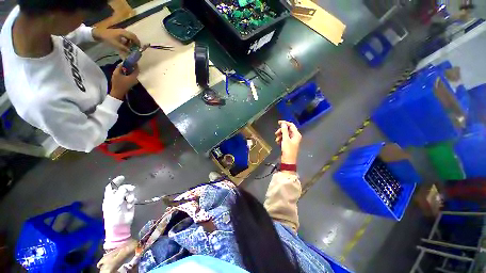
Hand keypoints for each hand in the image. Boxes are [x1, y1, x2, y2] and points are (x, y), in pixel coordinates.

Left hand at [92, 28, 140, 54]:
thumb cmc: (108, 39)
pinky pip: (127, 36)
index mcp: (124, 33)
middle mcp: (124, 31)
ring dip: (132, 41)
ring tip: (131, 47)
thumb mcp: (116, 45)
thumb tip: (131, 52)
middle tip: (137, 48)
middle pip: (133, 36)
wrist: (99, 33)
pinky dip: (128, 40)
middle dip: (136, 42)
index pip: (134, 38)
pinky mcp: (119, 32)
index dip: (137, 43)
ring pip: (130, 36)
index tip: (139, 48)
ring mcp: (121, 31)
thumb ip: (124, 49)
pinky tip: (126, 44)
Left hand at [102, 176, 135, 249]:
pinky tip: (130, 205)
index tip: (122, 177)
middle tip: (131, 189)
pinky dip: (132, 200)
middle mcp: (116, 198)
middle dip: (127, 188)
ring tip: (130, 201)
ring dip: (130, 195)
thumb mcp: (115, 203)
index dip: (115, 182)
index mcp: (110, 198)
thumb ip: (120, 193)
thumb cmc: (114, 215)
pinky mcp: (129, 204)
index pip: (111, 187)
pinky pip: (133, 198)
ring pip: (129, 192)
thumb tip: (125, 187)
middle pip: (122, 188)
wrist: (120, 226)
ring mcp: (123, 201)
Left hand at [109, 64, 138, 99]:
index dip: (129, 63)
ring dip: (128, 73)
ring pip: (123, 73)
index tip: (135, 64)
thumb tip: (138, 68)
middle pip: (123, 68)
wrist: (118, 94)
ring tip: (134, 75)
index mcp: (117, 70)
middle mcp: (115, 72)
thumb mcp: (132, 79)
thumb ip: (135, 73)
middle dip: (129, 68)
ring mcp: (115, 77)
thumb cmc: (124, 85)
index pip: (123, 64)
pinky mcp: (117, 81)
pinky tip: (130, 79)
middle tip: (135, 70)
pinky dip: (127, 77)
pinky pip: (123, 77)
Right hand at [275, 121, 301, 164]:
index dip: (285, 123)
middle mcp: (295, 136)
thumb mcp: (285, 139)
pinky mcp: (289, 143)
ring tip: (277, 139)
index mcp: (296, 134)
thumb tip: (283, 124)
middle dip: (281, 131)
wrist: (288, 160)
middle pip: (287, 129)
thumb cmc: (288, 150)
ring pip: (285, 134)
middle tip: (276, 133)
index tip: (278, 122)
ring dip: (280, 135)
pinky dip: (281, 139)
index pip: (291, 125)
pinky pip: (284, 138)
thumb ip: (284, 131)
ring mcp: (292, 140)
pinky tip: (278, 142)